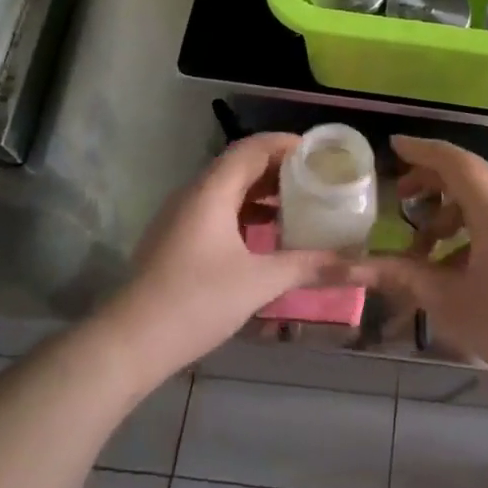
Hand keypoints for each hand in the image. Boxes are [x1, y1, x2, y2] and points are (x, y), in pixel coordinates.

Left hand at [109, 133, 347, 382]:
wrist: (128, 343)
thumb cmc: (195, 301)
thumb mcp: (259, 282)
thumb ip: (309, 267)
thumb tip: (359, 266)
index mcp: (212, 190)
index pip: (253, 148)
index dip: (286, 144)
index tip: (318, 153)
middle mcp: (194, 194)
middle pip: (241, 165)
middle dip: (279, 168)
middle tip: (316, 178)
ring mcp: (181, 217)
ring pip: (228, 189)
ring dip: (262, 191)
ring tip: (298, 204)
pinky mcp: (176, 240)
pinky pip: (217, 210)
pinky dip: (245, 213)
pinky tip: (266, 236)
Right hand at [349, 136, 487, 406]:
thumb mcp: (449, 301)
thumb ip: (400, 275)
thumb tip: (350, 267)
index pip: (452, 160)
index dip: (420, 150)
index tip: (393, 145)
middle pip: (468, 173)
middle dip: (430, 181)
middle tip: (399, 197)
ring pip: (483, 195)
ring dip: (449, 209)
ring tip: (422, 244)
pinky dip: (471, 224)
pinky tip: (452, 262)